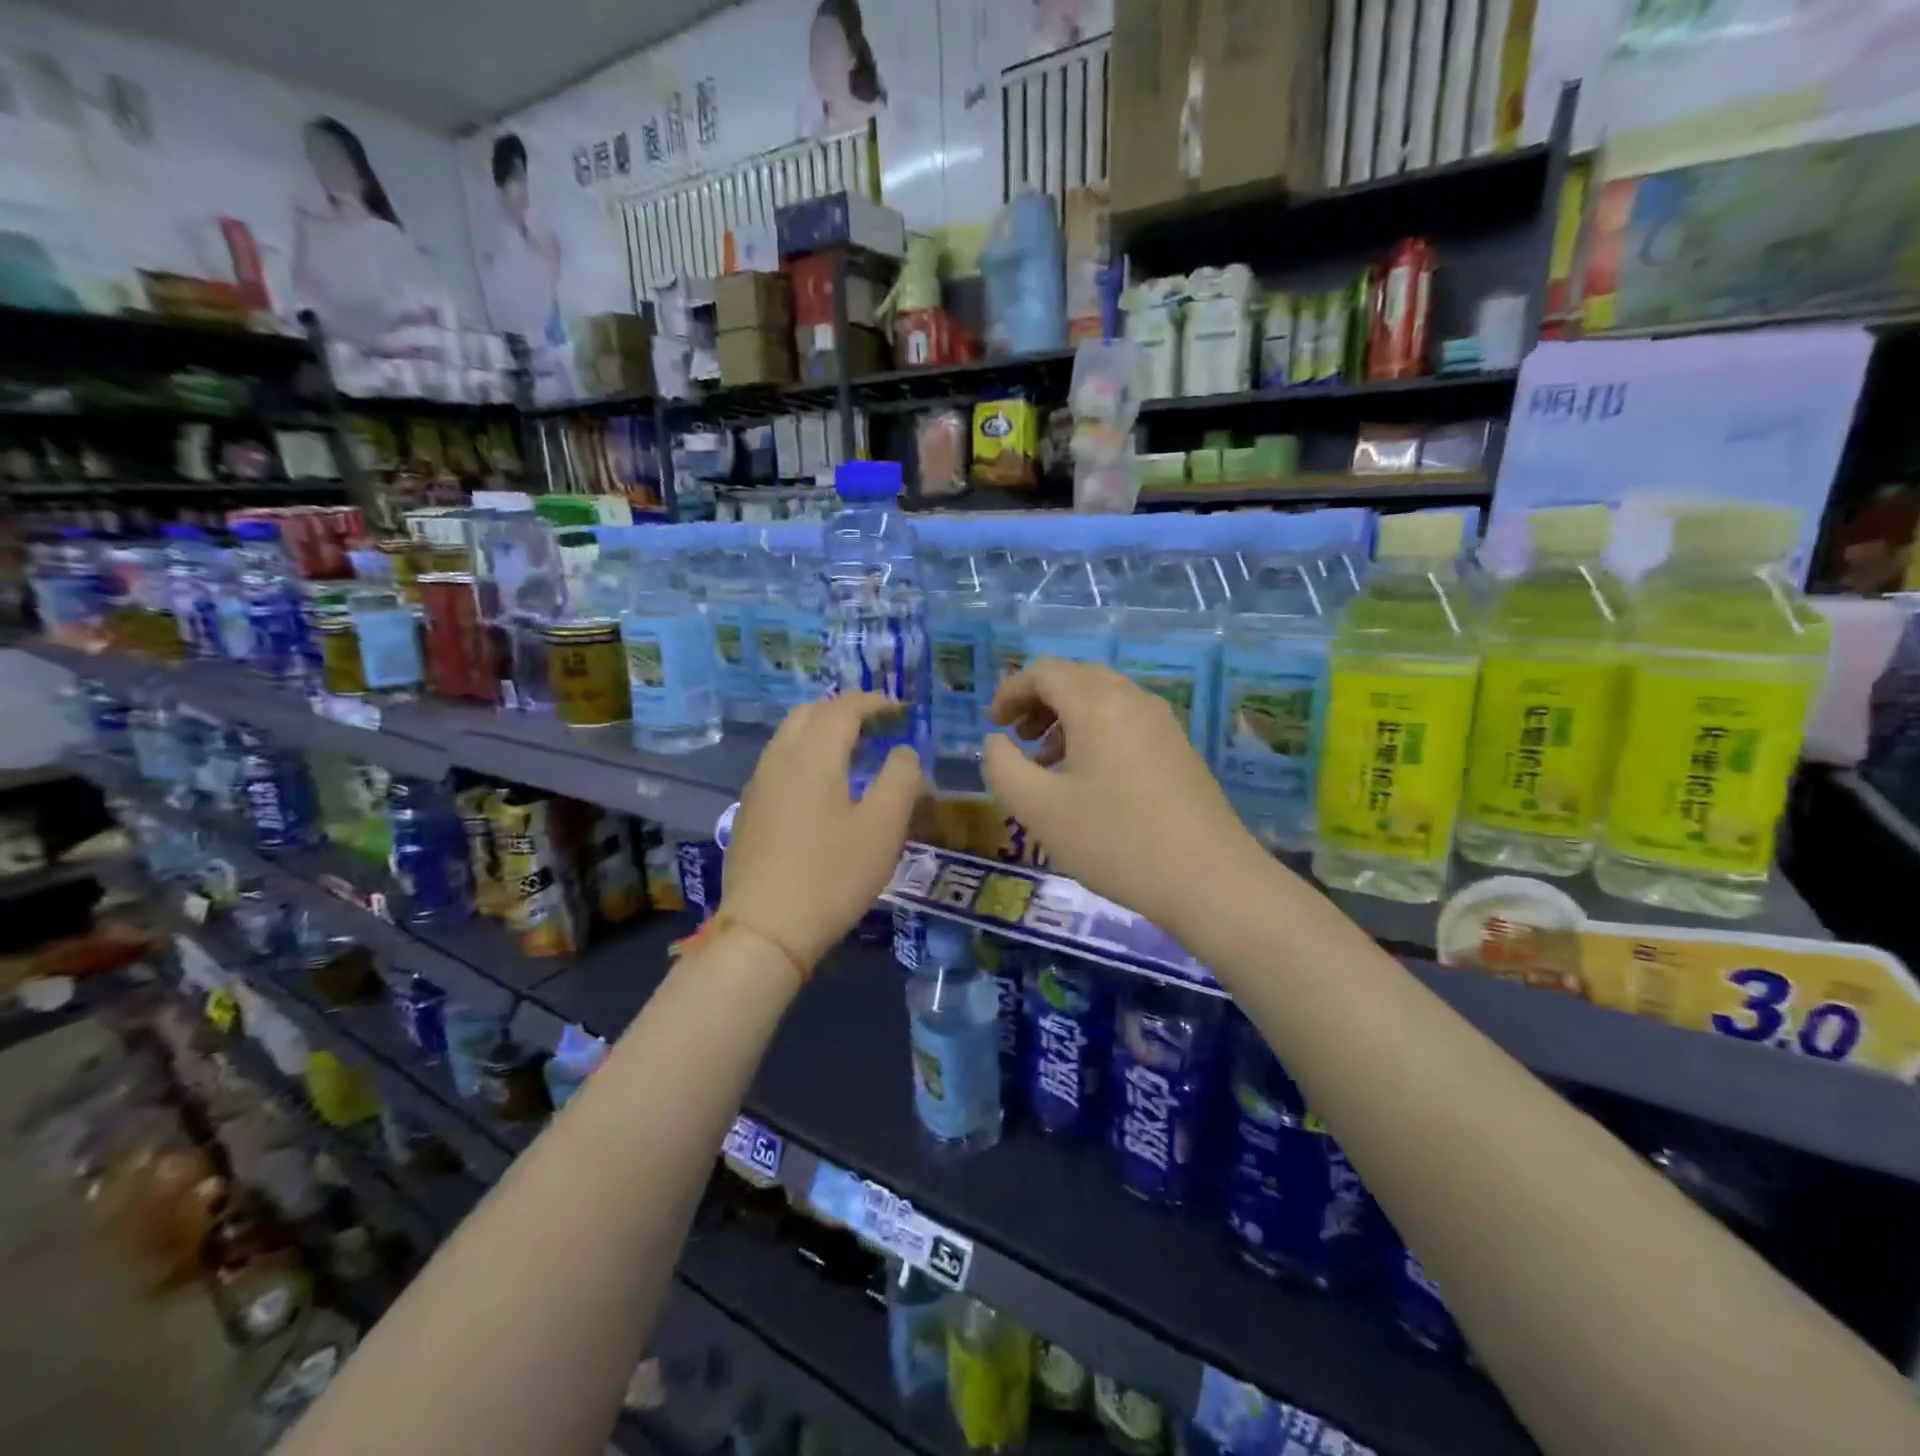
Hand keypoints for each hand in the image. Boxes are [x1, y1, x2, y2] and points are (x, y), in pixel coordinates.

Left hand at [722, 694, 922, 970]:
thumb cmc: (832, 875)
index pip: (843, 709)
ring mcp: (758, 787)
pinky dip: (805, 756)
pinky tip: (822, 789)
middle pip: (808, 714)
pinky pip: (779, 764)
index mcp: (813, 756)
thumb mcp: (884, 828)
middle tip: (876, 726)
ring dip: (822, 733)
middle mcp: (779, 760)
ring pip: (789, 738)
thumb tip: (903, 753)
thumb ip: (901, 779)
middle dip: (844, 710)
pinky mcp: (750, 813)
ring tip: (854, 754)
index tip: (900, 710)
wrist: (765, 931)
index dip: (873, 702)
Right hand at [981, 659, 1265, 936]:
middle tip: (1016, 738)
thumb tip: (996, 742)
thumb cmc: (1115, 841)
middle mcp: (1133, 699)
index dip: (1010, 691)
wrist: (1210, 880)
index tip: (993, 724)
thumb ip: (1003, 767)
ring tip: (1046, 762)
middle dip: (1038, 701)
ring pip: (1104, 699)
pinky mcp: (1179, 749)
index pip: (1045, 671)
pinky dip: (1095, 732)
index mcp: (1097, 704)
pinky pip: (1126, 721)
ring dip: (1066, 718)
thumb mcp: (1039, 809)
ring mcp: (1163, 723)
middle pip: (1076, 678)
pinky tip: (1088, 778)